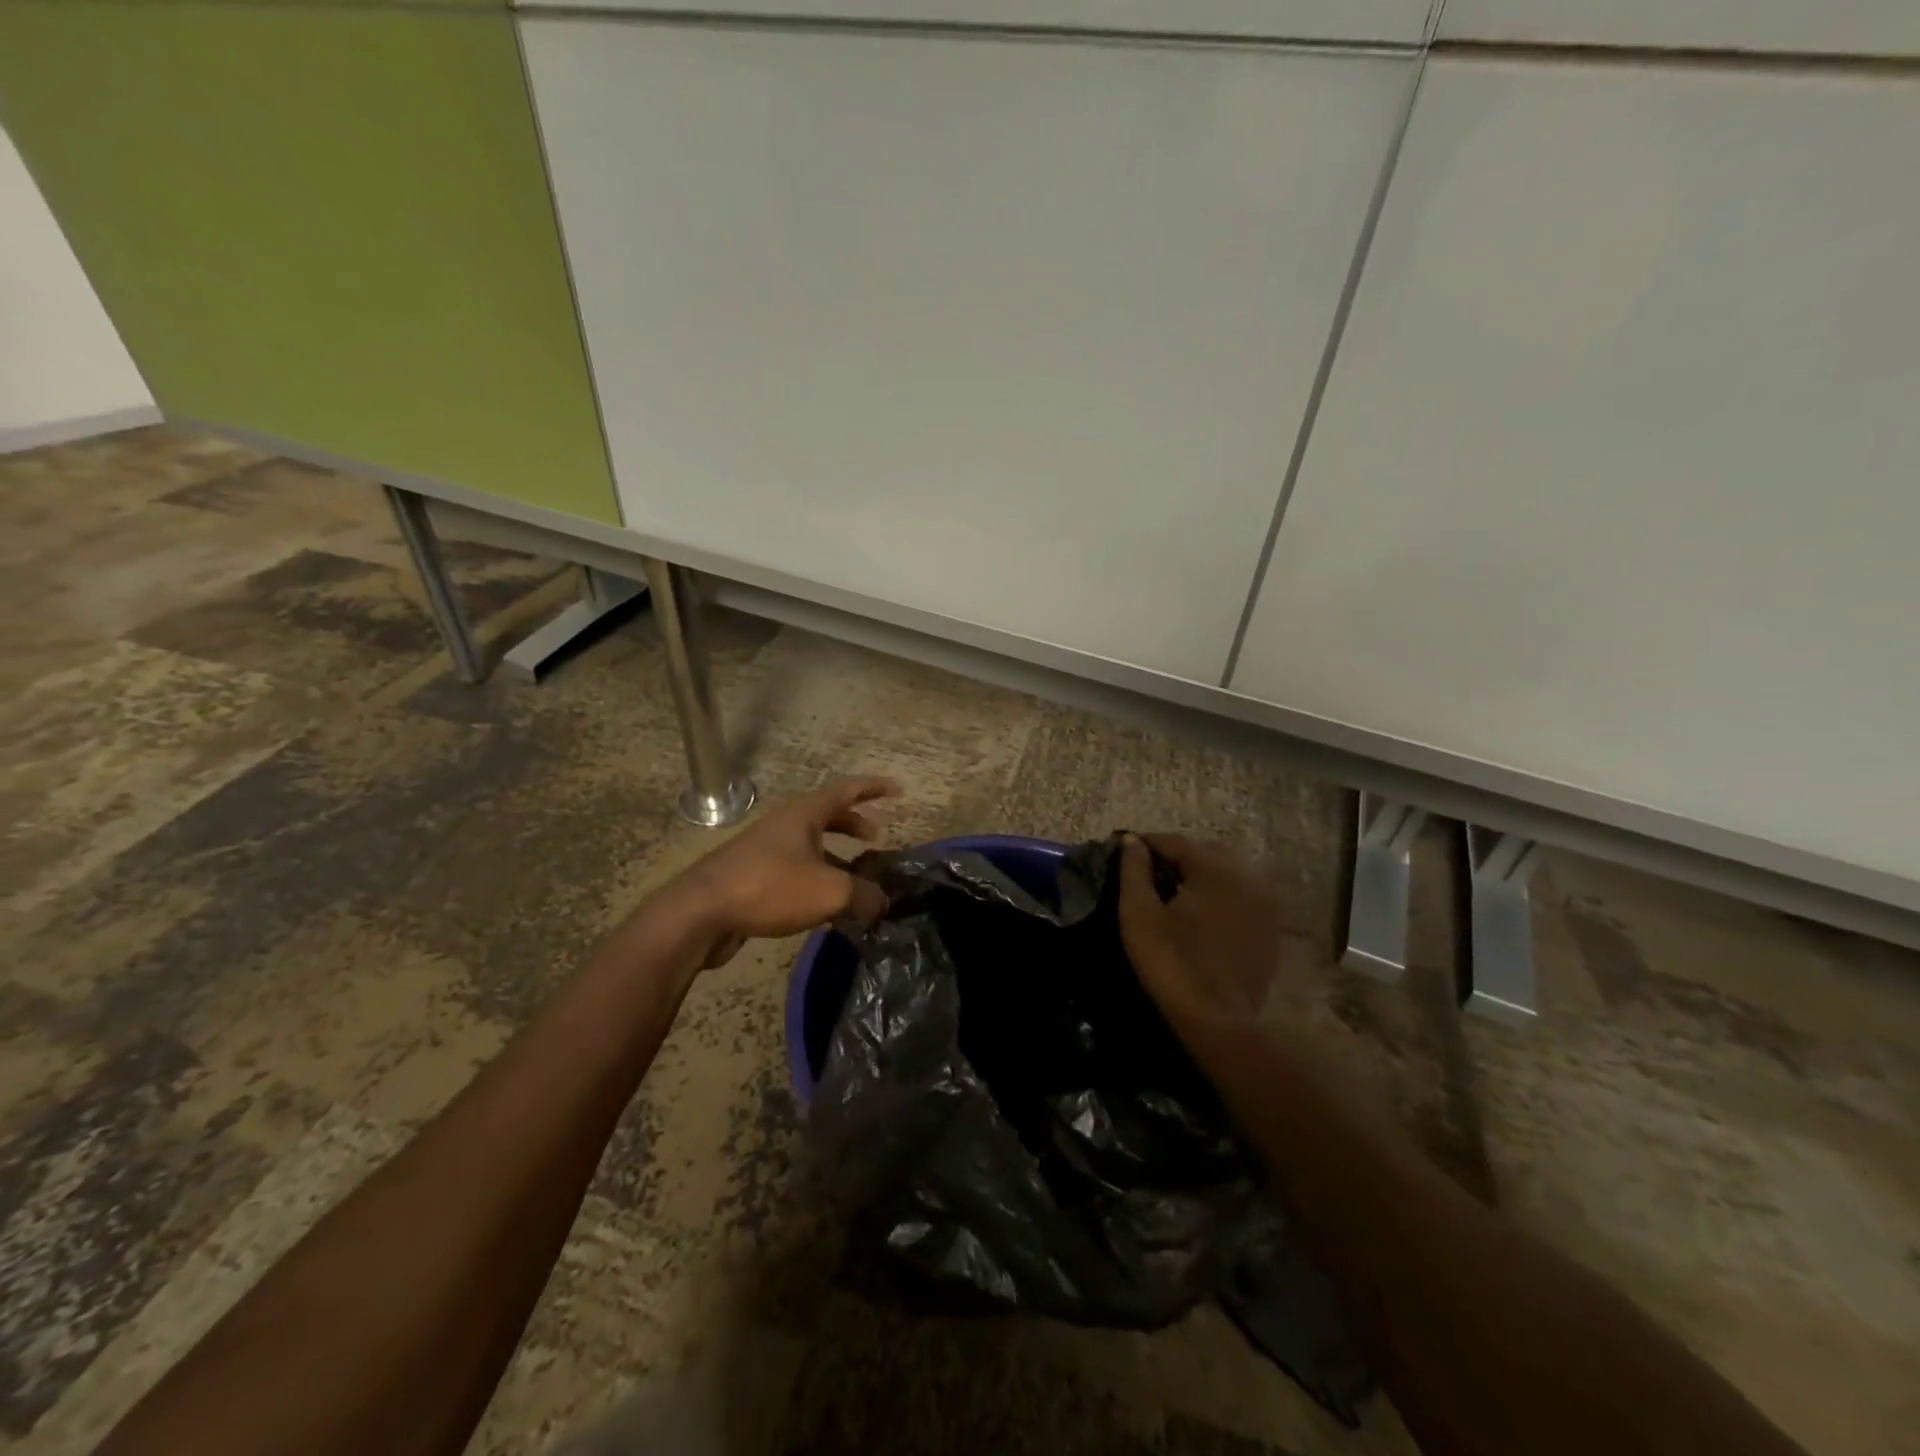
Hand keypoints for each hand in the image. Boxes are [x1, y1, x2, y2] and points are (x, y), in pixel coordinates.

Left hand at [680, 776, 897, 966]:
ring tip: (854, 879)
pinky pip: (794, 870)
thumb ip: (863, 895)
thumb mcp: (829, 891)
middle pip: (826, 815)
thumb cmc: (770, 887)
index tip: (898, 790)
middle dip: (853, 824)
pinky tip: (824, 908)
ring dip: (835, 856)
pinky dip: (816, 880)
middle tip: (875, 838)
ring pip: (809, 846)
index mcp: (804, 814)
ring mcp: (764, 850)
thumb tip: (882, 903)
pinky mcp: (752, 877)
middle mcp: (784, 824)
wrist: (701, 912)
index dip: (874, 788)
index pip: (847, 790)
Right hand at [1118, 833, 1286, 1029]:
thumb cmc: (1172, 962)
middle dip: (1175, 857)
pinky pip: (1241, 898)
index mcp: (1215, 867)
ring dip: (1199, 876)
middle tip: (1146, 871)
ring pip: (1226, 874)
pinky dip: (1219, 897)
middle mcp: (1247, 876)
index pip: (1175, 842)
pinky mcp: (1270, 929)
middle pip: (1204, 853)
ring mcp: (1265, 904)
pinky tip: (1199, 915)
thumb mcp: (1139, 914)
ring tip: (1171, 891)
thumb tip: (1132, 841)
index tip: (1123, 849)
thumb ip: (1134, 870)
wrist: (1218, 1022)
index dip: (1146, 844)